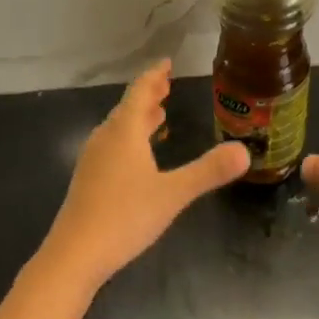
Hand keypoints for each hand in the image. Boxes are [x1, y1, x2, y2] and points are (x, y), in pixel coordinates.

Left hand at [38, 61, 248, 291]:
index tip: (167, 63)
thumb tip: (245, 151)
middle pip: (127, 107)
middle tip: (166, 85)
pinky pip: (112, 144)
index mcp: (124, 132)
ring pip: (118, 127)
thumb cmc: (124, 217)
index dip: (154, 76)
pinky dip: (129, 137)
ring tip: (156, 114)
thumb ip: (208, 171)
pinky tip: (137, 155)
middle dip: (148, 95)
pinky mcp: (88, 179)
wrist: (74, 254)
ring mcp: (93, 159)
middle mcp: (105, 138)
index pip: (140, 91)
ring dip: (138, 117)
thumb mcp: (173, 194)